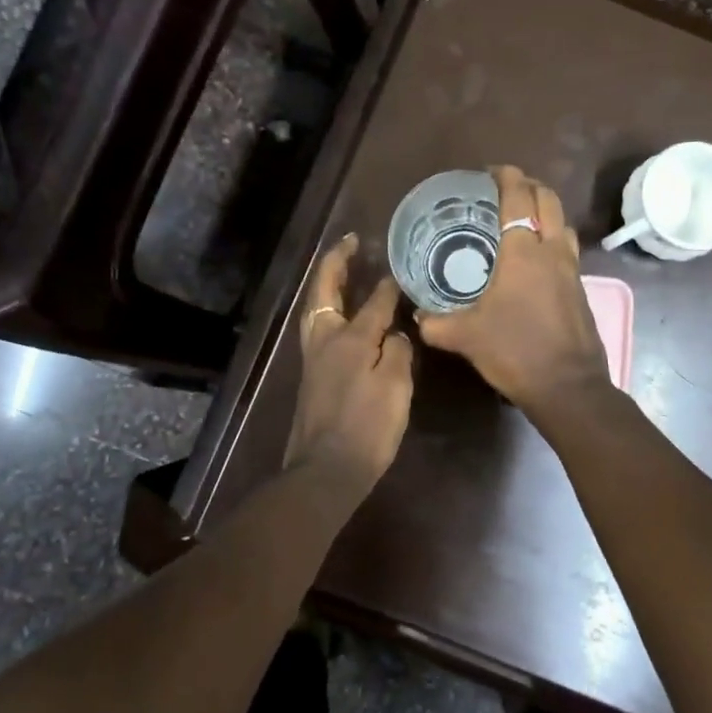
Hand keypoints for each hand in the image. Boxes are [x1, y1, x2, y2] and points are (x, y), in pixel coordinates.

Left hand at [285, 234, 413, 493]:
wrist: (325, 470)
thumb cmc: (367, 428)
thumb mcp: (394, 388)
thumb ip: (396, 352)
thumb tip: (393, 333)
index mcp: (349, 339)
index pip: (373, 302)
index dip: (388, 285)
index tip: (400, 268)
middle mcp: (326, 340)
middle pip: (326, 291)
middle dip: (336, 263)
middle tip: (349, 242)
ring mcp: (313, 359)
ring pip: (315, 309)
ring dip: (327, 285)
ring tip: (341, 270)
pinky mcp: (311, 376)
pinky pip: (318, 328)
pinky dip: (328, 309)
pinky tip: (341, 316)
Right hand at [415, 166, 610, 410]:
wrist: (568, 386)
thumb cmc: (515, 352)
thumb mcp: (465, 337)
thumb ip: (436, 323)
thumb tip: (418, 316)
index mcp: (523, 252)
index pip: (519, 197)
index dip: (507, 176)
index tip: (491, 171)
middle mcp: (552, 251)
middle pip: (548, 200)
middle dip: (529, 186)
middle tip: (507, 188)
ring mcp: (571, 270)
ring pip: (563, 223)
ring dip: (546, 210)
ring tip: (523, 218)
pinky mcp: (580, 290)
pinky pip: (567, 249)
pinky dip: (552, 238)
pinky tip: (535, 259)